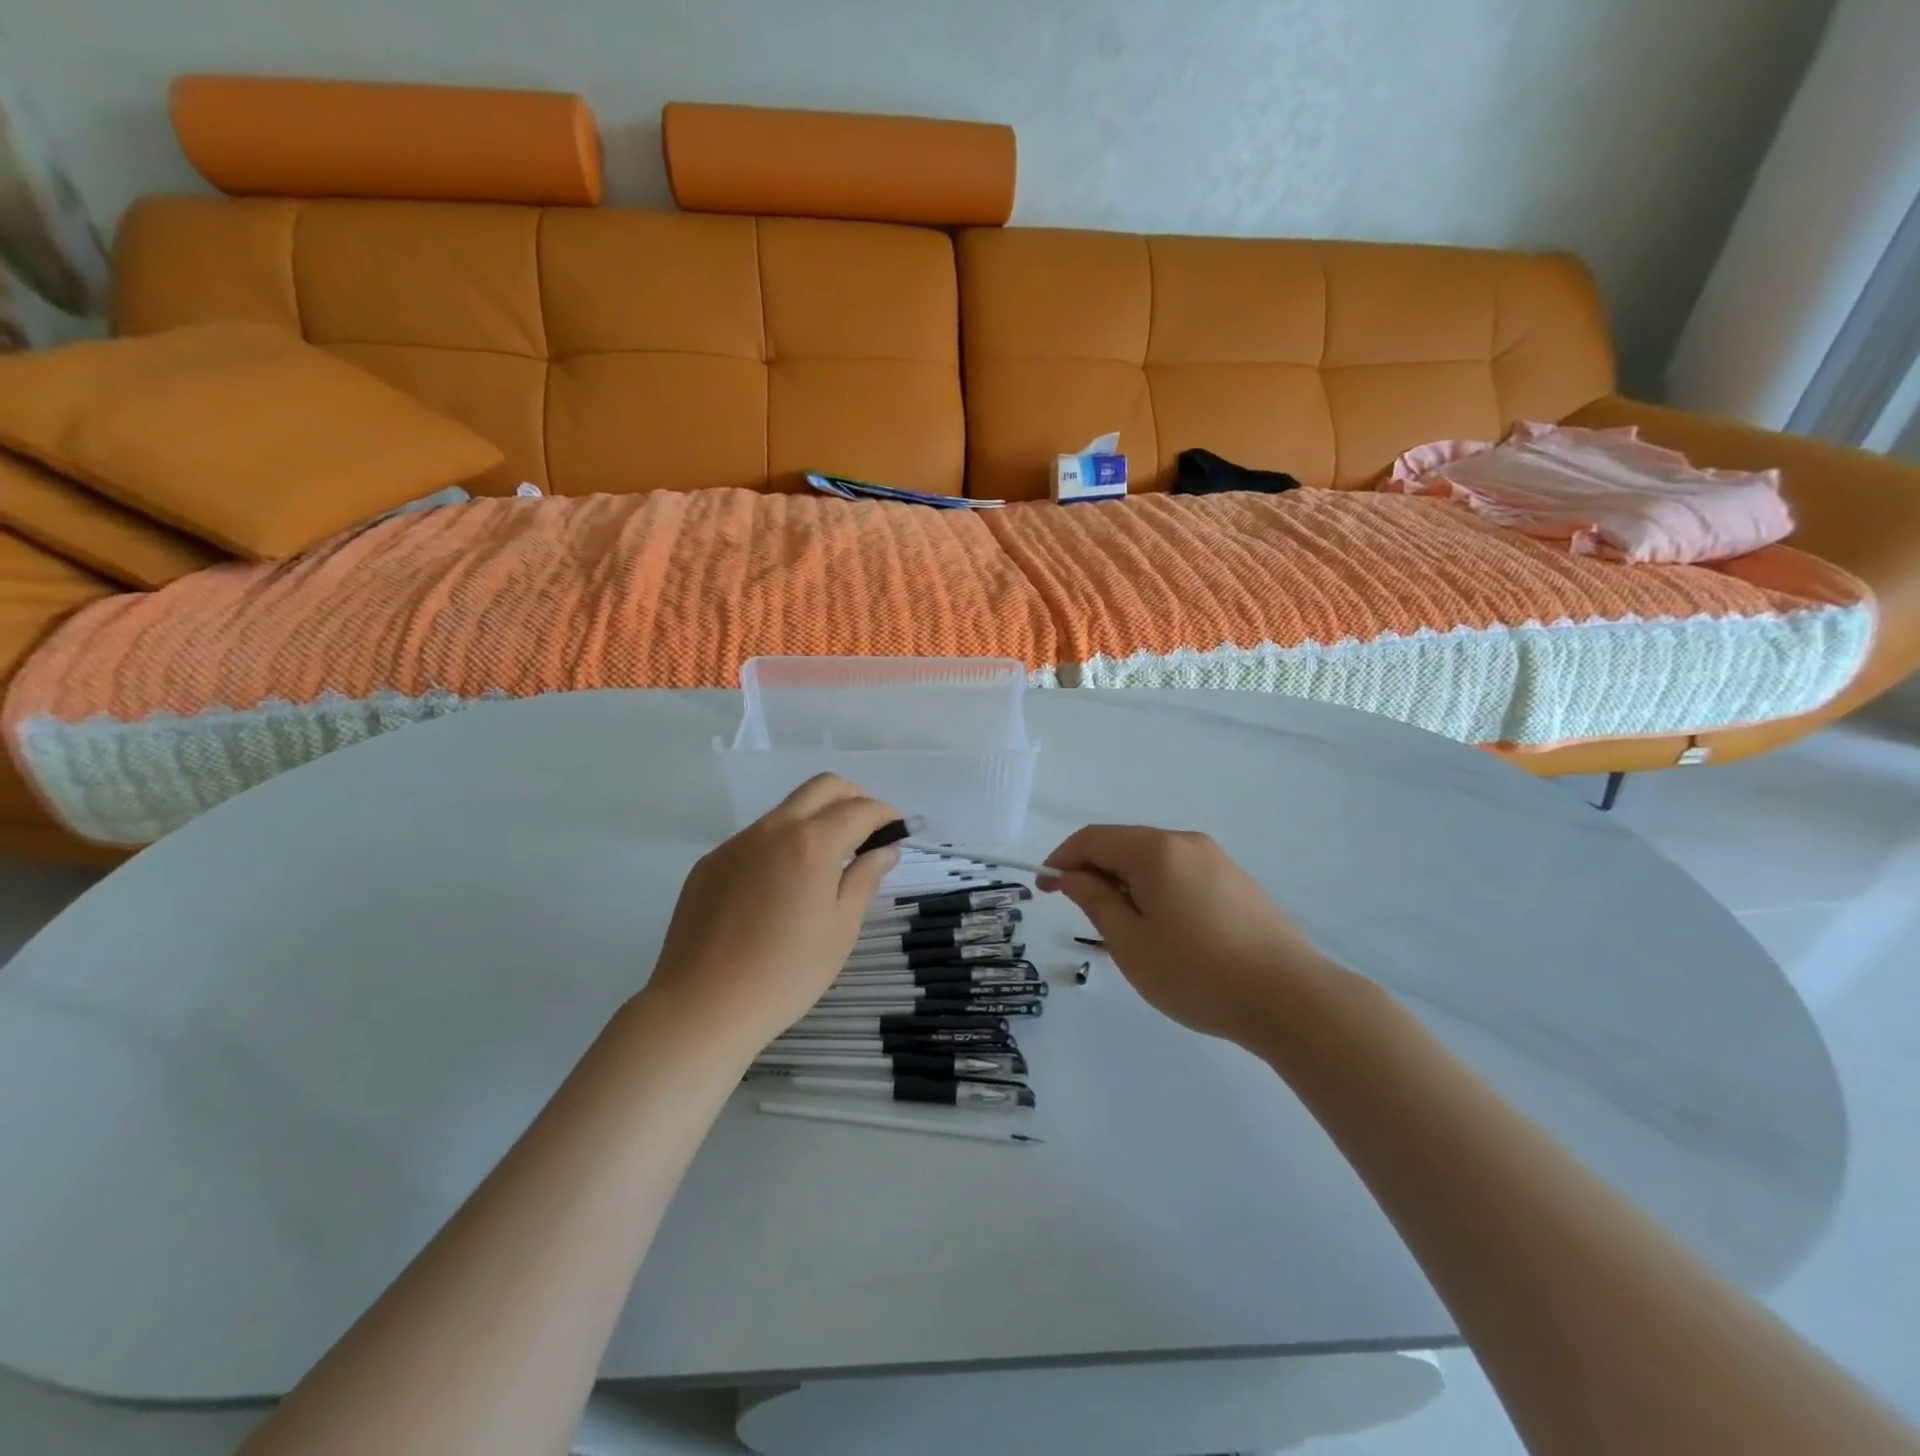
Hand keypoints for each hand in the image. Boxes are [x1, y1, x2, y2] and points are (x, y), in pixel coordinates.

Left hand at [641, 775, 900, 1058]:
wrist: (701, 1007)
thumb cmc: (785, 975)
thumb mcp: (840, 930)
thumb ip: (865, 879)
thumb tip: (886, 850)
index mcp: (811, 843)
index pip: (860, 809)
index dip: (885, 814)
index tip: (897, 830)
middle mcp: (773, 829)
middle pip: (822, 787)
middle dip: (853, 798)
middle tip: (868, 831)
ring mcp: (736, 843)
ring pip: (786, 810)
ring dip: (816, 819)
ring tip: (826, 863)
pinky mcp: (711, 862)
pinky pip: (756, 838)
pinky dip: (782, 844)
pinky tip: (780, 888)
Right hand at [1042, 825, 1330, 1046]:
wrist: (1292, 998)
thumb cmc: (1198, 973)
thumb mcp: (1131, 943)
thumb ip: (1095, 901)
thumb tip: (1071, 875)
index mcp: (1155, 850)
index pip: (1093, 839)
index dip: (1061, 859)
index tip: (1044, 889)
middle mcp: (1185, 842)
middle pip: (1124, 844)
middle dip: (1093, 871)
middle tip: (1079, 912)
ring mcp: (1216, 859)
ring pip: (1153, 859)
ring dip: (1125, 881)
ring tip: (1121, 927)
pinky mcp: (1236, 880)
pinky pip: (1180, 872)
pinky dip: (1155, 888)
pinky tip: (1162, 927)